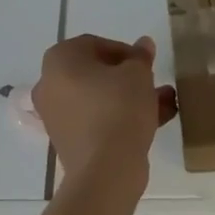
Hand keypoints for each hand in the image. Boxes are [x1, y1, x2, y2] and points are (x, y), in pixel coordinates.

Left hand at [33, 34, 176, 183]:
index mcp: (59, 59)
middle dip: (128, 77)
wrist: (106, 170)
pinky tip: (154, 121)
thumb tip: (143, 45)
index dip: (125, 51)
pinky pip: (96, 120)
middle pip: (96, 73)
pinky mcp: (68, 142)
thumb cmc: (118, 107)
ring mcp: (56, 116)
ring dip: (130, 97)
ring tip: (164, 101)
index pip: (95, 45)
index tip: (146, 63)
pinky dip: (120, 118)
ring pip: (99, 98)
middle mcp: (50, 85)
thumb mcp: (138, 74)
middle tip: (152, 81)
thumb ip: (140, 56)